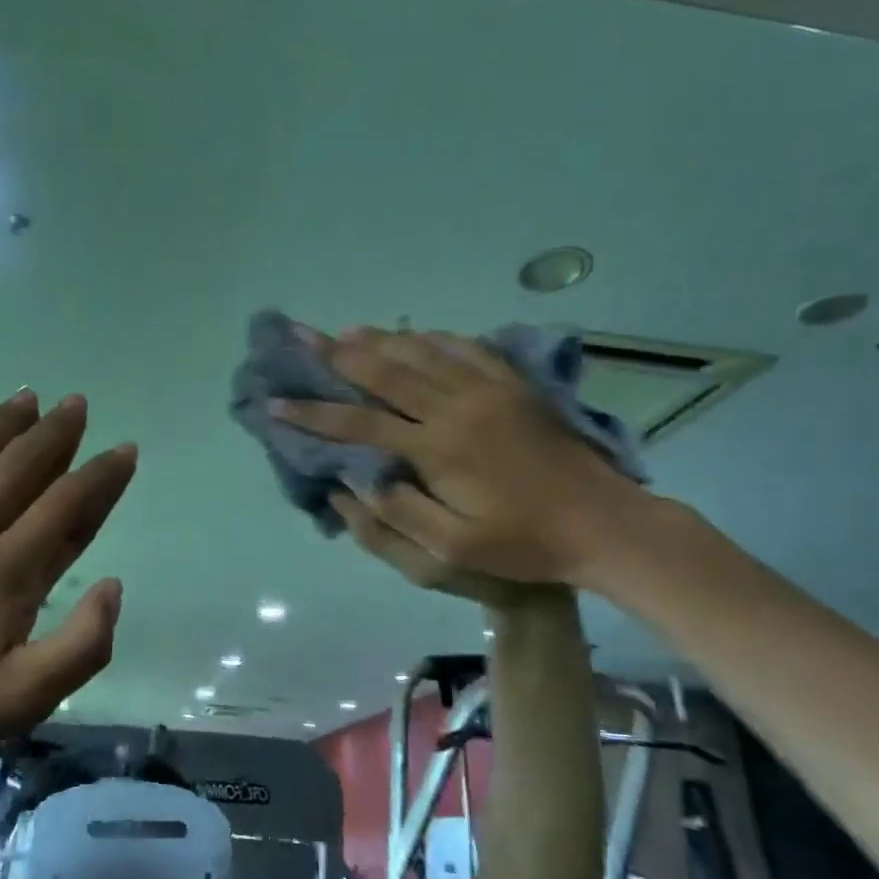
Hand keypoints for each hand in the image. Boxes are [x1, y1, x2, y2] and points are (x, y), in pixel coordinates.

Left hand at [0, 390, 135, 773]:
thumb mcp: (26, 698)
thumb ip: (82, 645)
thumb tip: (113, 585)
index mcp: (7, 569)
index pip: (67, 505)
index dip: (102, 475)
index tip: (125, 449)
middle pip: (19, 466)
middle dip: (54, 432)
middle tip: (75, 403)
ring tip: (25, 398)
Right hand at [276, 328, 657, 591]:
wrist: (602, 524)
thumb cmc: (524, 544)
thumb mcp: (454, 548)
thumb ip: (400, 511)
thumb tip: (356, 477)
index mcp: (437, 448)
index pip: (359, 423)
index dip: (313, 413)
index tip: (275, 401)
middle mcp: (456, 407)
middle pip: (385, 370)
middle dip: (336, 354)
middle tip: (300, 336)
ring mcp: (489, 390)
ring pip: (422, 352)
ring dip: (380, 339)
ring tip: (345, 331)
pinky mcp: (514, 386)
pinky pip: (465, 348)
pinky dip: (432, 338)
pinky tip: (415, 333)